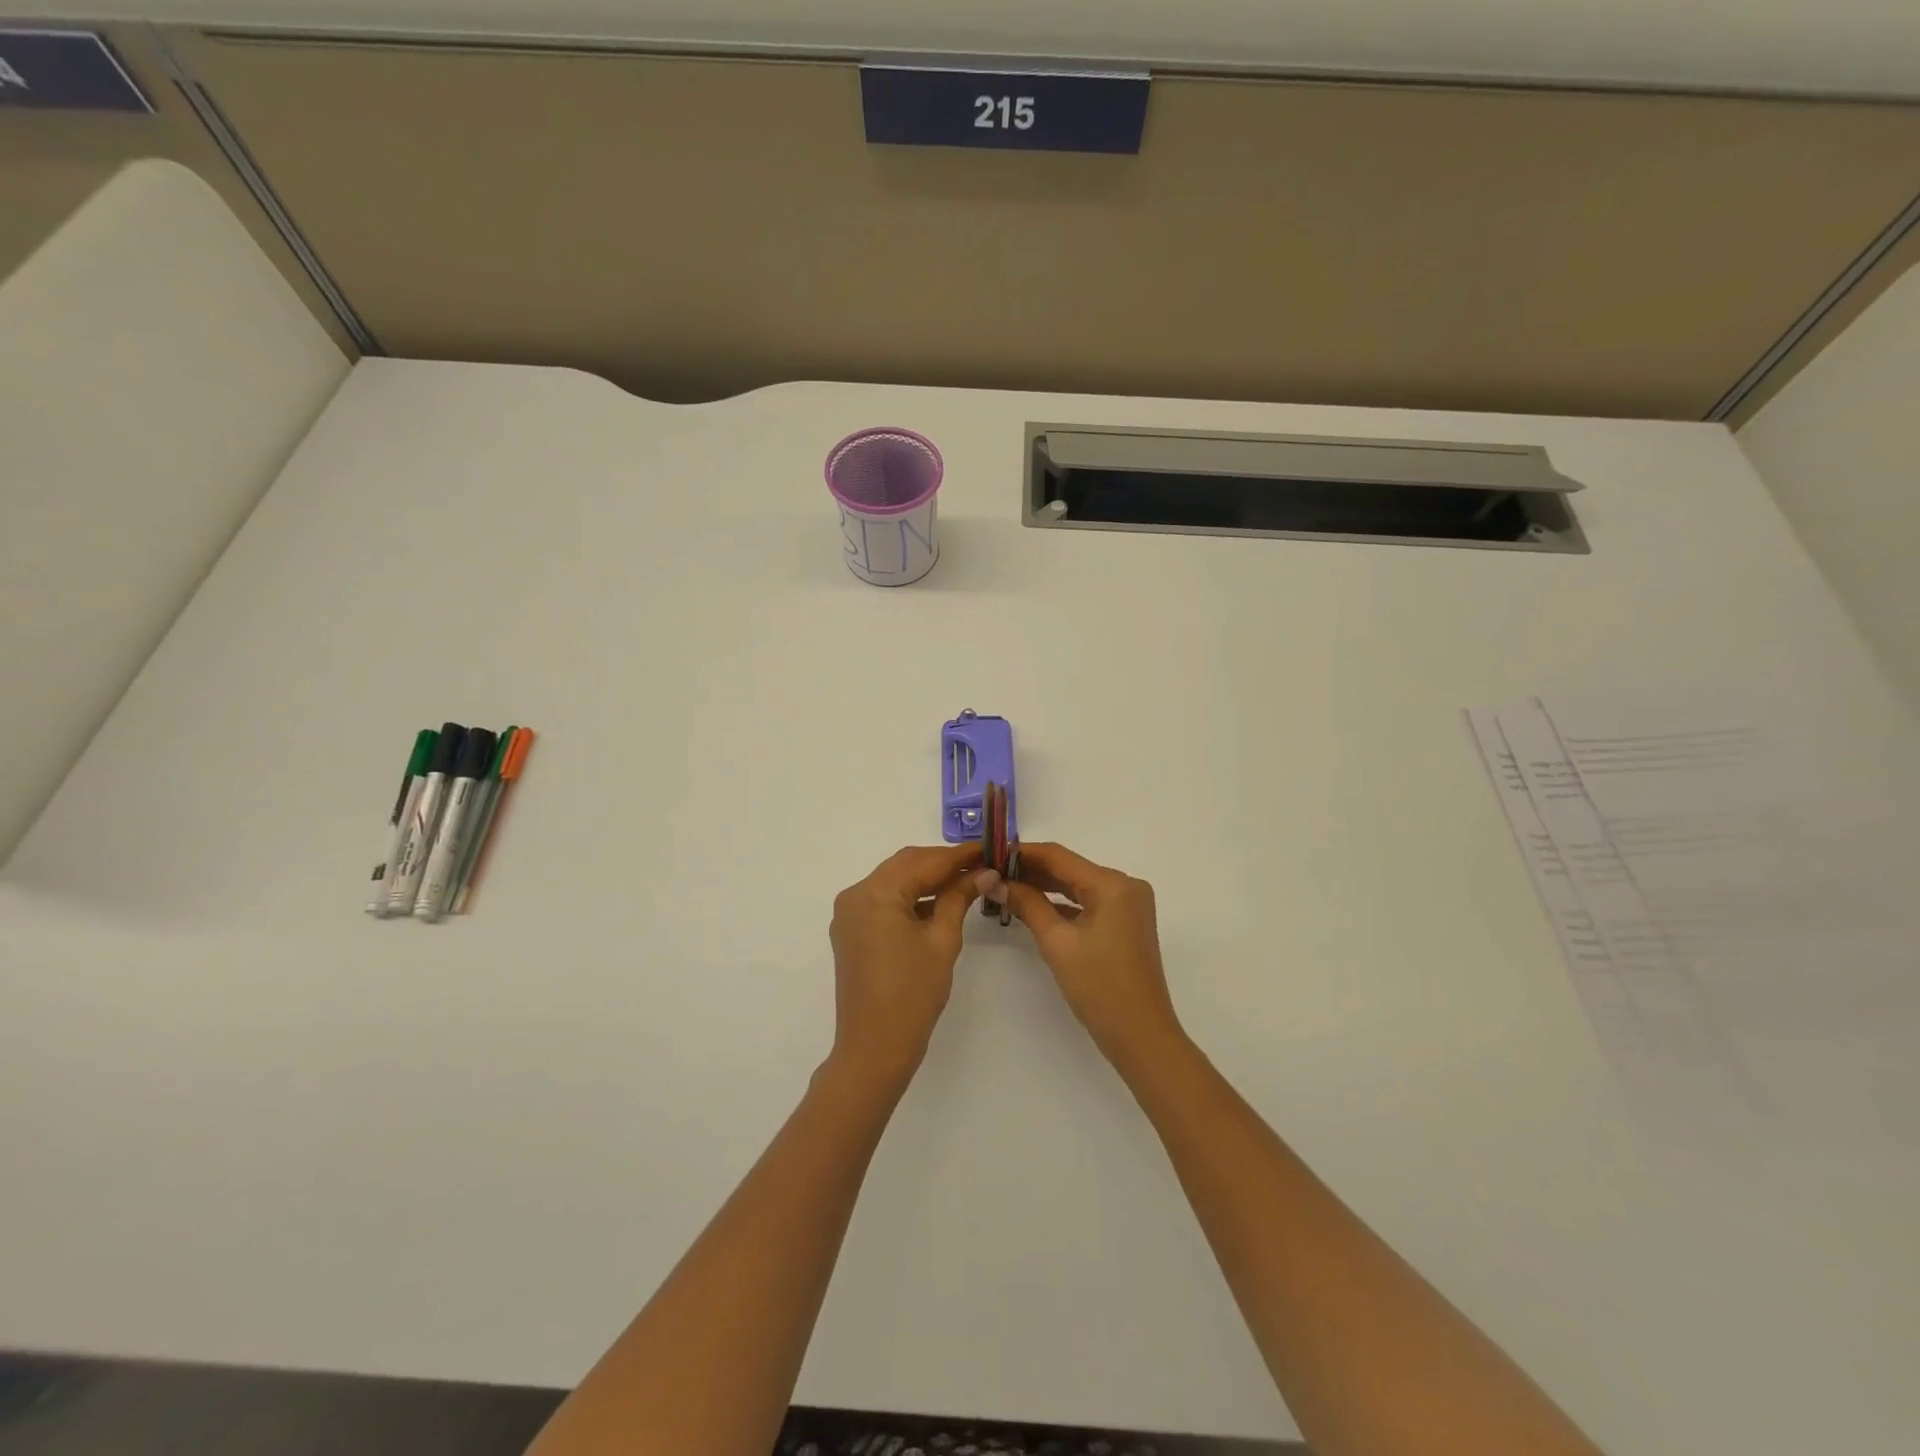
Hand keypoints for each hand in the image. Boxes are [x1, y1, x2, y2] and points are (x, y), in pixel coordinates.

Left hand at [827, 844, 990, 1092]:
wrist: (875, 1048)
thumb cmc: (912, 994)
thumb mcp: (942, 940)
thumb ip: (960, 898)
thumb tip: (985, 873)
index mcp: (875, 893)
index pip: (924, 861)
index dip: (959, 855)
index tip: (990, 849)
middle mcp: (855, 895)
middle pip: (905, 865)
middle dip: (943, 864)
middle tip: (981, 865)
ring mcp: (849, 914)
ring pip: (894, 881)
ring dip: (927, 880)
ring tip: (967, 882)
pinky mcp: (851, 931)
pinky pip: (884, 901)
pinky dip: (911, 898)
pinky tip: (940, 903)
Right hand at [1004, 843, 1185, 1075]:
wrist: (1140, 1036)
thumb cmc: (1098, 987)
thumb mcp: (1057, 943)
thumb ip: (1027, 905)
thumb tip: (996, 882)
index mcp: (1112, 884)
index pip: (1059, 856)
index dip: (1023, 853)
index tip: (991, 853)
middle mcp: (1125, 886)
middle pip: (1070, 869)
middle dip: (1031, 871)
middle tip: (992, 872)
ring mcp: (1128, 905)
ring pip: (1078, 886)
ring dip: (1045, 887)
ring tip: (1005, 887)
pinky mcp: (1126, 923)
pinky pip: (1088, 903)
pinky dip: (1062, 904)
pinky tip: (1033, 906)